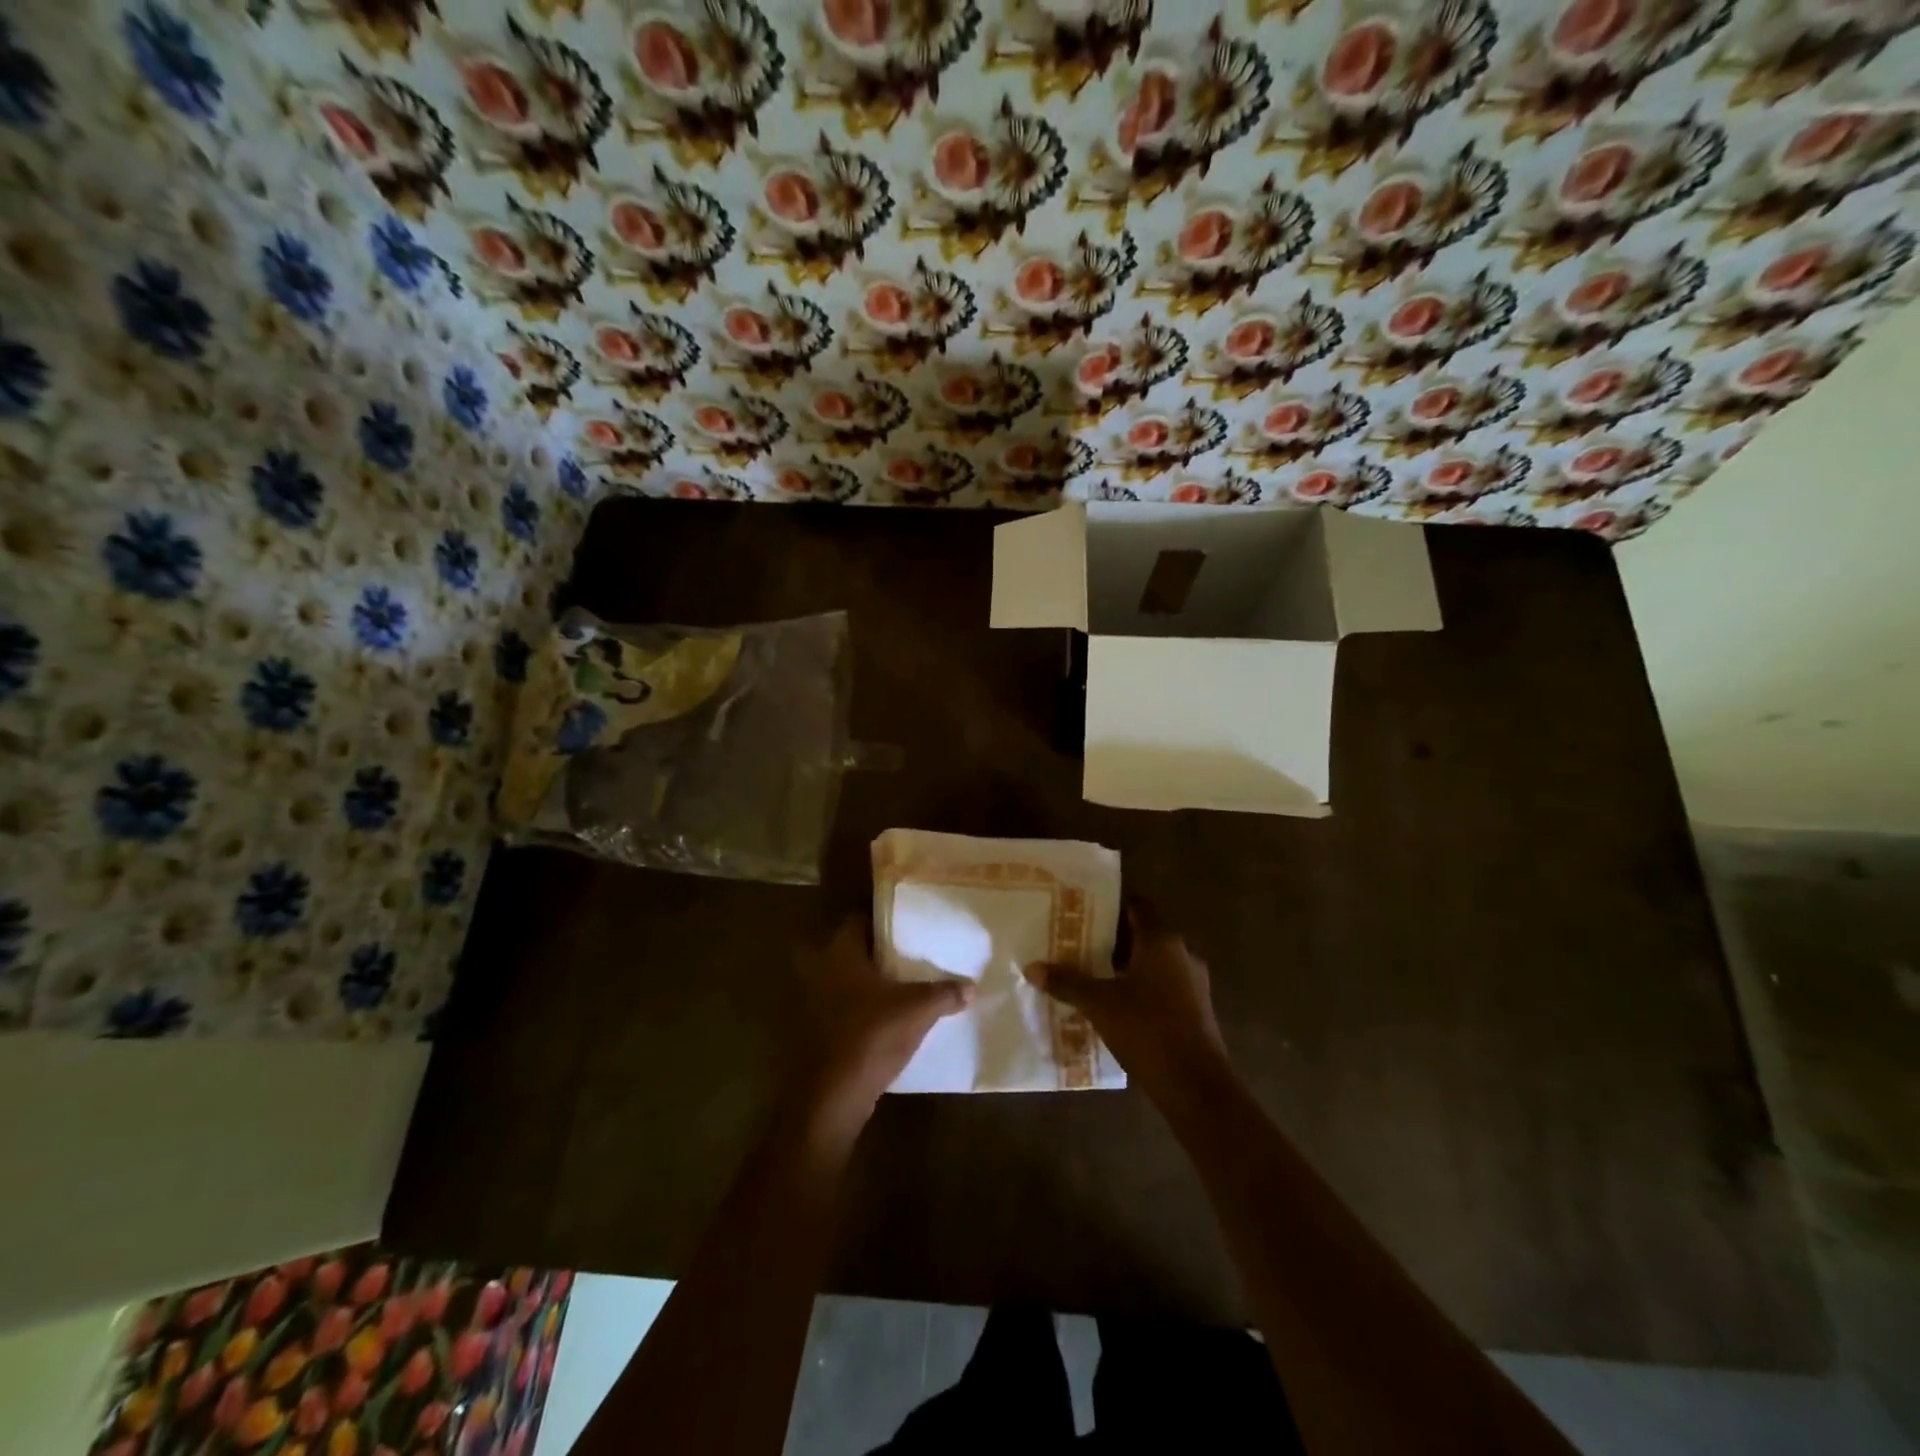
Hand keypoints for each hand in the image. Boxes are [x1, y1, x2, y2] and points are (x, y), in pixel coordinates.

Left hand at [797, 917, 971, 1135]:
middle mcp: (820, 970)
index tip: (903, 921)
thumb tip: (971, 986)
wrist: (833, 1095)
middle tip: (899, 952)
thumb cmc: (871, 1035)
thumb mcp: (917, 1011)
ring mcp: (812, 1002)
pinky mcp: (815, 1030)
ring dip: (862, 980)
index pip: (856, 920)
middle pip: (845, 948)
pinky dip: (857, 1007)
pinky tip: (883, 1016)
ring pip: (840, 979)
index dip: (879, 917)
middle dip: (869, 950)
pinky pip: (839, 1006)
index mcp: (840, 953)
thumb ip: (944, 994)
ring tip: (897, 983)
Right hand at [1024, 901, 1235, 1109]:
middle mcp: (1182, 954)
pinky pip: (1164, 988)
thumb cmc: (1148, 1030)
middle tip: (1079, 945)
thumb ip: (1067, 982)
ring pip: (1154, 964)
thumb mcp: (1099, 1004)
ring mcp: (1194, 984)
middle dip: (1113, 940)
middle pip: (1144, 935)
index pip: (1138, 906)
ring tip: (1093, 977)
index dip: (1112, 905)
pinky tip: (1118, 1007)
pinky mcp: (1196, 1011)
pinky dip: (1142, 990)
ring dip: (1127, 968)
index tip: (1084, 911)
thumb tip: (1032, 967)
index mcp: (1161, 941)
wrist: (1196, 1086)